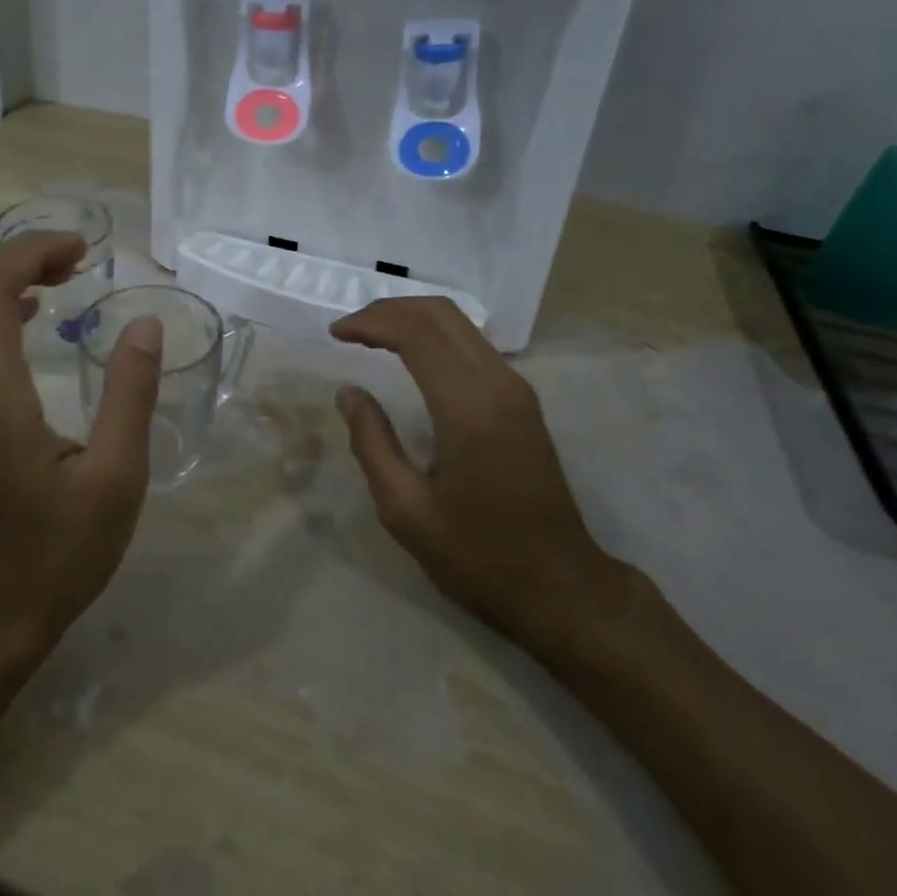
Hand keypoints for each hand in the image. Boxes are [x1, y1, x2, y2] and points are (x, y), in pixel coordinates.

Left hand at [0, 231, 161, 659]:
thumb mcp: (116, 476)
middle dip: (19, 254)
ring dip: (7, 275)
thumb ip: (131, 394)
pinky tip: (38, 312)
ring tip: (66, 274)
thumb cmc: (58, 551)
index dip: (31, 251)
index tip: (84, 249)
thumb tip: (145, 323)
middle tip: (78, 257)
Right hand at [330, 297, 623, 648]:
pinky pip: (472, 344)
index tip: (334, 333)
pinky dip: (433, 335)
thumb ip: (372, 443)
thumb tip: (350, 392)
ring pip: (459, 323)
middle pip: (440, 313)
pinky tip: (409, 354)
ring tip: (370, 336)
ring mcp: (516, 388)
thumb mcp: (406, 510)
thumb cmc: (478, 556)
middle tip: (349, 329)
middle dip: (389, 310)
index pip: (416, 333)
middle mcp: (497, 383)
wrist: (561, 586)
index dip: (371, 322)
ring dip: (412, 318)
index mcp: (468, 407)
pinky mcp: (522, 399)